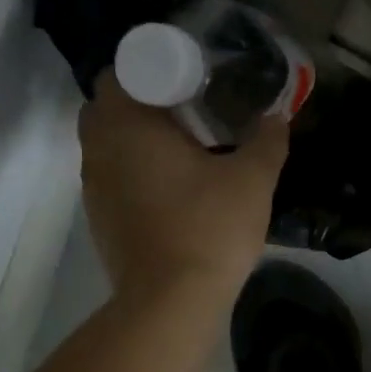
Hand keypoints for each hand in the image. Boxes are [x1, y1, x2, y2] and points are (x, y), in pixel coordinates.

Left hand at [78, 72, 288, 304]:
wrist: (171, 303)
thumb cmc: (209, 228)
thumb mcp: (253, 179)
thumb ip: (267, 140)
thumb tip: (277, 115)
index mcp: (127, 126)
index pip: (121, 72)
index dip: (153, 69)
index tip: (188, 79)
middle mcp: (98, 149)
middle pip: (110, 106)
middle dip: (144, 102)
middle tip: (188, 110)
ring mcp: (93, 187)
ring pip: (108, 144)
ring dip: (137, 139)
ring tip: (184, 148)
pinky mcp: (99, 219)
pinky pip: (112, 177)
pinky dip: (134, 171)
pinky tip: (172, 189)